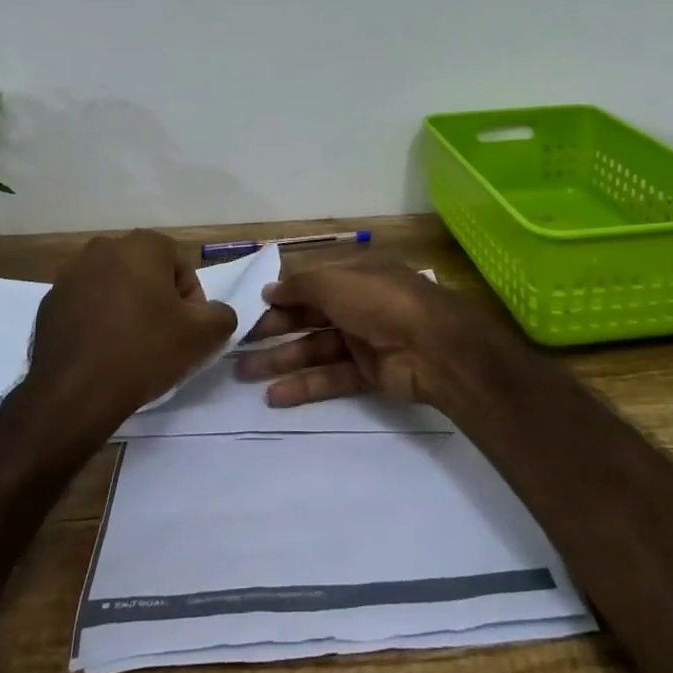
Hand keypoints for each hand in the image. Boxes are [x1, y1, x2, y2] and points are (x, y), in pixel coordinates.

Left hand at [30, 231, 236, 430]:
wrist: (74, 394)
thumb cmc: (143, 352)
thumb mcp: (201, 336)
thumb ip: (222, 315)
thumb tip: (215, 313)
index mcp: (142, 246)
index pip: (181, 266)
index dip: (191, 301)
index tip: (186, 331)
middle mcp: (103, 248)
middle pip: (146, 272)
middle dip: (158, 300)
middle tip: (162, 338)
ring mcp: (70, 274)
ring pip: (115, 287)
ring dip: (127, 308)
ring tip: (131, 347)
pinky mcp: (49, 302)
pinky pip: (86, 305)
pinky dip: (98, 320)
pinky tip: (103, 352)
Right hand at [234, 262, 469, 407]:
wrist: (434, 346)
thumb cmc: (380, 301)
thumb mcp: (335, 281)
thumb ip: (300, 286)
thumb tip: (270, 290)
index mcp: (353, 276)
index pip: (310, 285)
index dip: (282, 297)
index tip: (251, 311)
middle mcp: (358, 304)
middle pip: (309, 317)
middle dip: (275, 331)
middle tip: (238, 348)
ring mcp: (365, 339)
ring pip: (316, 349)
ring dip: (282, 361)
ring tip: (244, 374)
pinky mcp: (370, 372)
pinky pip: (332, 377)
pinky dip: (304, 385)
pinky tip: (274, 395)